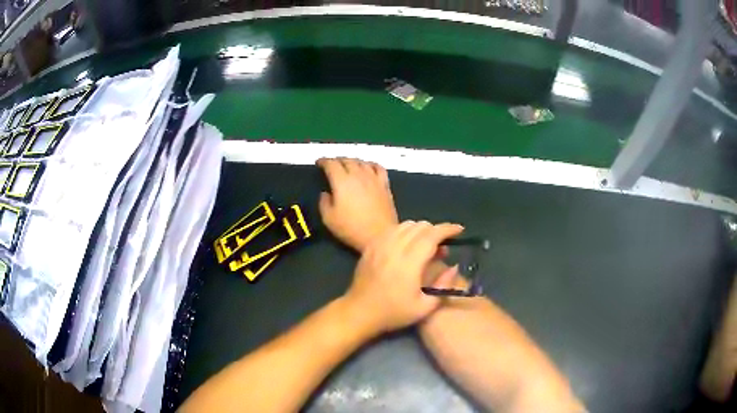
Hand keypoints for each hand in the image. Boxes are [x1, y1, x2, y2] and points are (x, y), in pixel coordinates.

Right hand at [317, 158, 398, 251]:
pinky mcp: (385, 185)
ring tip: (348, 165)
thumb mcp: (329, 219)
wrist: (381, 236)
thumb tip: (325, 194)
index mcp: (342, 181)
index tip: (319, 163)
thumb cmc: (352, 228)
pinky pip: (378, 168)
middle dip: (337, 160)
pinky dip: (371, 164)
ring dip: (352, 161)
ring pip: (362, 162)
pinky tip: (368, 167)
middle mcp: (358, 175)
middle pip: (347, 160)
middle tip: (332, 164)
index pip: (331, 164)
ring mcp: (373, 179)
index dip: (323, 161)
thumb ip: (324, 203)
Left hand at [343, 221, 463, 333]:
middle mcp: (394, 249)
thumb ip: (443, 285)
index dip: (448, 229)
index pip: (431, 235)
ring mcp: (380, 245)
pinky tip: (408, 244)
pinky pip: (392, 229)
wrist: (359, 312)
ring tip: (427, 245)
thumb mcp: (424, 307)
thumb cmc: (393, 313)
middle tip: (443, 246)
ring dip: (421, 229)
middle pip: (419, 226)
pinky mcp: (371, 246)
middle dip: (436, 230)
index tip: (460, 230)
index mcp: (409, 264)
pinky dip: (405, 231)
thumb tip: (454, 267)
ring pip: (405, 225)